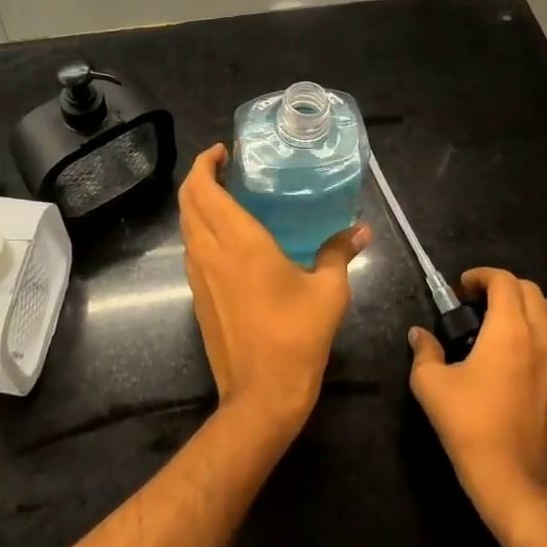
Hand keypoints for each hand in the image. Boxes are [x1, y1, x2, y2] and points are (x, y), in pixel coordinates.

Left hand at [178, 143, 369, 439]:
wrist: (261, 395)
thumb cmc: (296, 337)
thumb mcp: (328, 292)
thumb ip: (339, 254)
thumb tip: (361, 231)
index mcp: (238, 241)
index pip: (202, 188)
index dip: (204, 163)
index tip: (223, 151)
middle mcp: (210, 251)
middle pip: (187, 201)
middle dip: (198, 176)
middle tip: (225, 167)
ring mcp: (198, 275)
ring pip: (185, 225)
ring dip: (196, 203)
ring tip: (226, 195)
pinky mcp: (197, 296)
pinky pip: (191, 248)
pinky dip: (200, 229)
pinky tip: (227, 237)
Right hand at [408, 267, 546, 538]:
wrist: (515, 480)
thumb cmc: (471, 425)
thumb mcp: (431, 385)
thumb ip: (424, 351)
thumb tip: (419, 334)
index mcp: (510, 330)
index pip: (505, 281)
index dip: (481, 275)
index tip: (461, 288)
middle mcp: (540, 337)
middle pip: (530, 289)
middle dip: (502, 285)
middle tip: (475, 301)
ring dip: (524, 303)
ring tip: (496, 319)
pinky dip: (536, 326)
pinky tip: (512, 348)